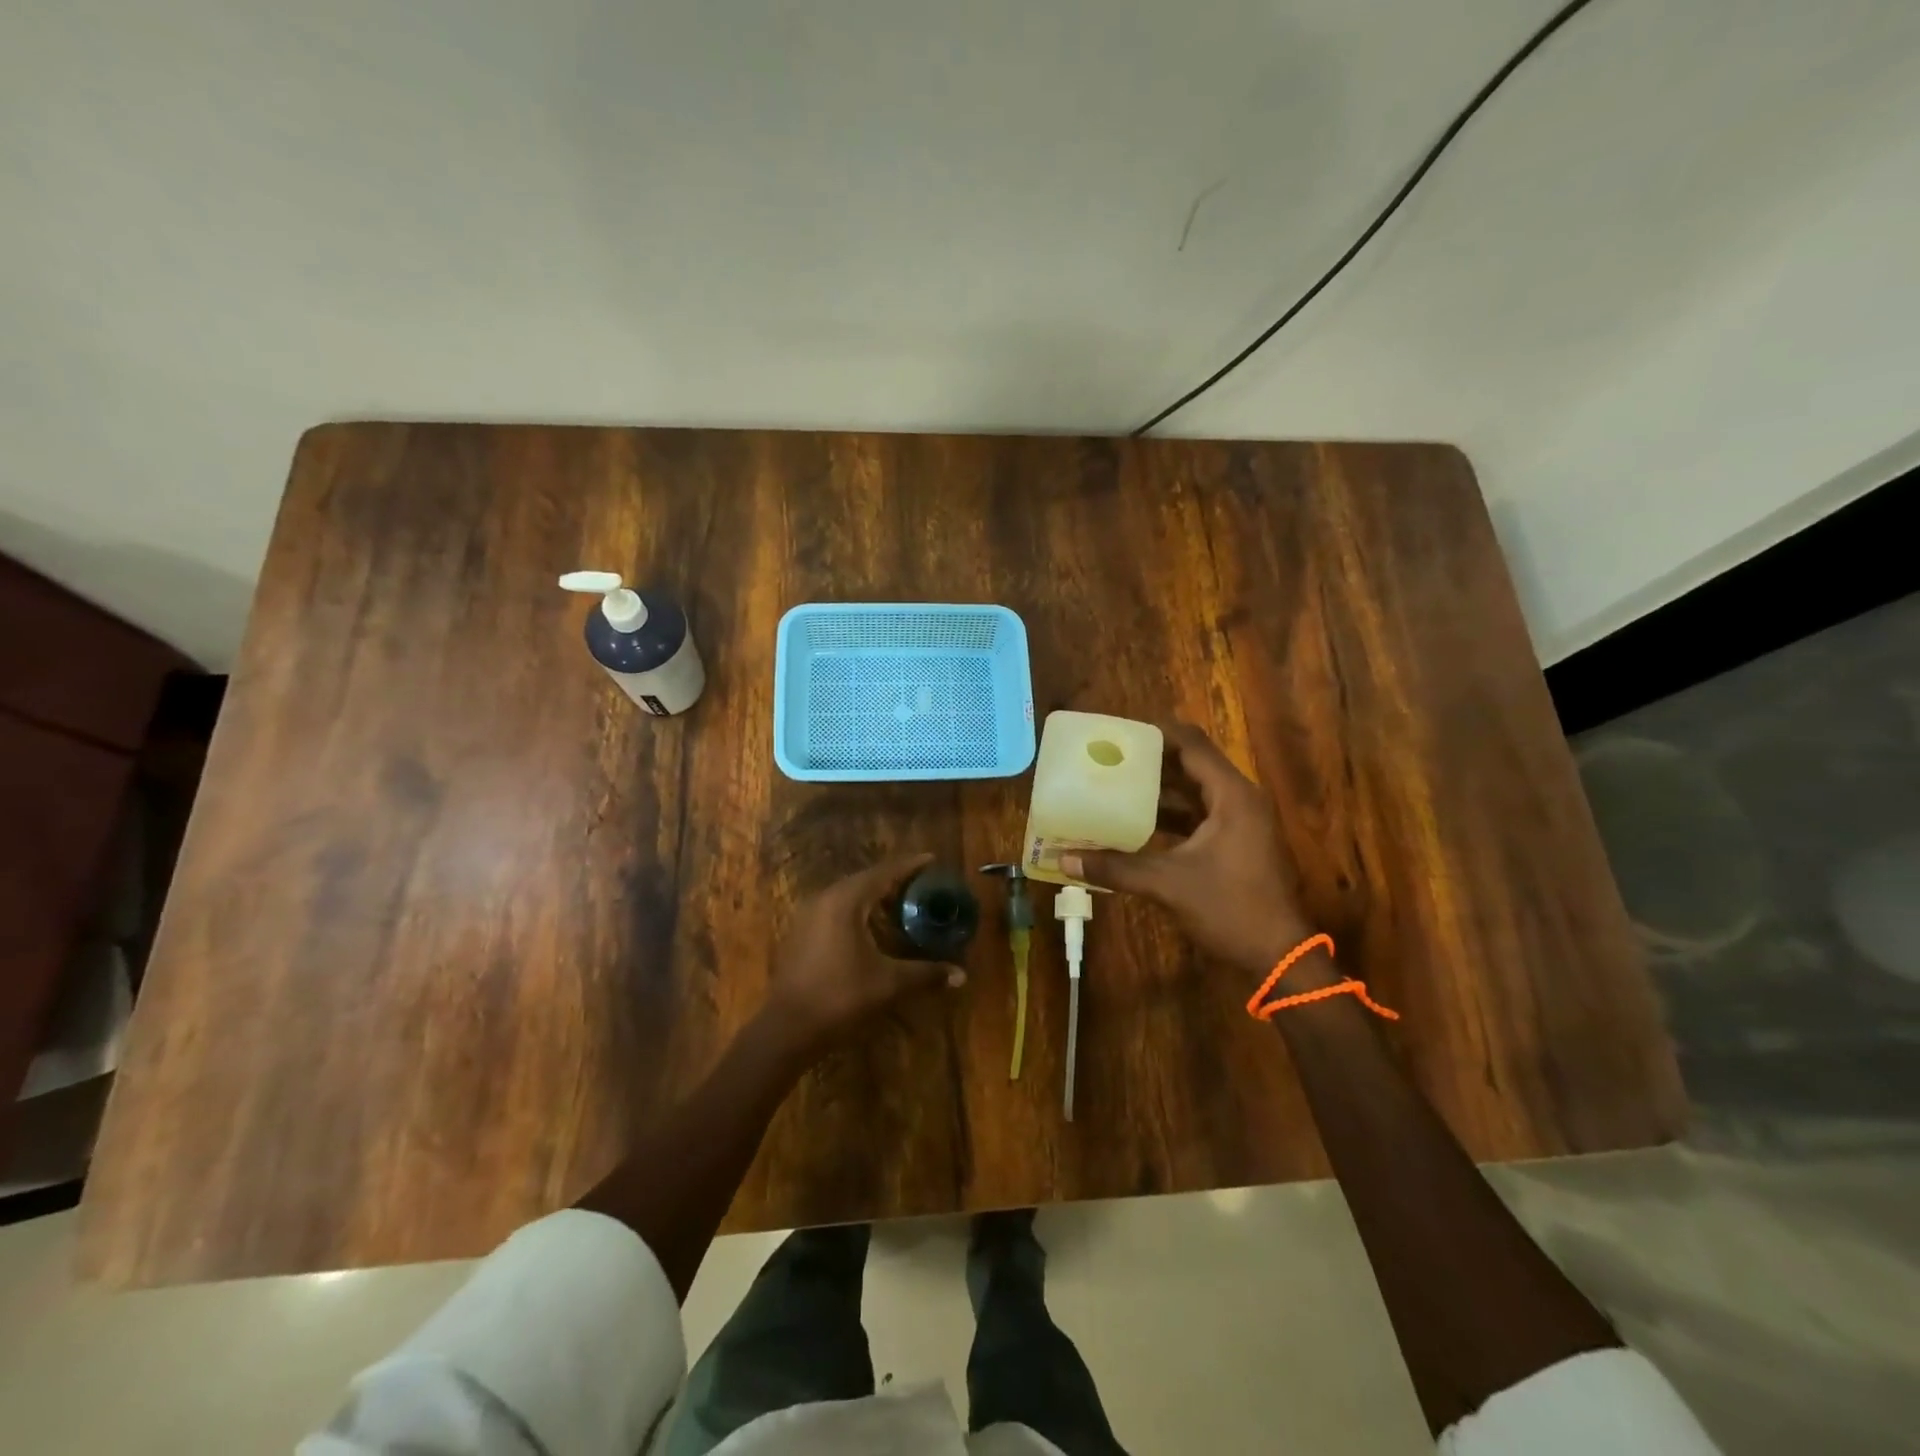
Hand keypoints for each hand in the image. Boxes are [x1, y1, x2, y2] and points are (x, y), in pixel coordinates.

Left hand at [765, 853, 965, 1055]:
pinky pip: (836, 910)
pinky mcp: (801, 933)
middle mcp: (825, 899)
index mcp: (846, 900)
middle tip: (921, 885)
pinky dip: (858, 912)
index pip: (884, 873)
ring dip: (874, 898)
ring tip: (901, 905)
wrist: (787, 1028)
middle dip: (894, 881)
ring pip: (848, 895)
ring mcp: (808, 915)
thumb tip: (961, 975)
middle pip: (865, 880)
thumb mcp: (888, 984)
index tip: (931, 859)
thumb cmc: (840, 997)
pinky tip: (872, 930)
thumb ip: (926, 974)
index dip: (909, 866)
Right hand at [1063, 722, 1317, 979]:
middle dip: (1151, 760)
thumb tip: (1064, 859)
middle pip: (1192, 764)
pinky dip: (1170, 814)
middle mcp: (1239, 800)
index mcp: (1231, 796)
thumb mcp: (1167, 884)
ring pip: (1194, 791)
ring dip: (1158, 788)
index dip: (1156, 733)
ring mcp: (1241, 822)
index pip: (1191, 745)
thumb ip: (1115, 867)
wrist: (1278, 956)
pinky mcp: (1236, 842)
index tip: (1118, 731)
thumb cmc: (1229, 909)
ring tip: (1114, 783)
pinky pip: (1198, 814)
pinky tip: (1136, 821)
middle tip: (1108, 756)